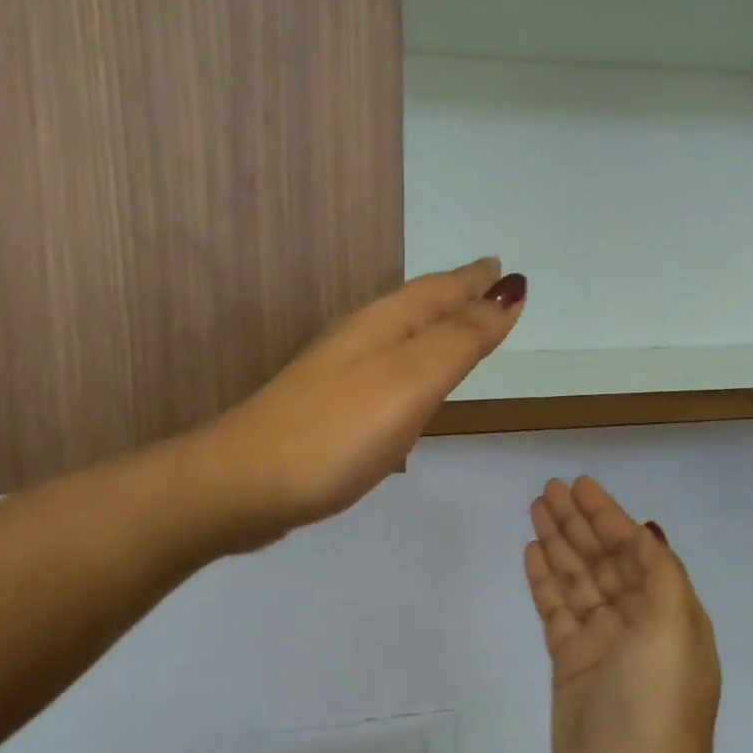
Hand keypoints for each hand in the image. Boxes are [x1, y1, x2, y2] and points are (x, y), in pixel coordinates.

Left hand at [205, 258, 524, 549]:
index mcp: (382, 325)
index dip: (474, 282)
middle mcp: (359, 340)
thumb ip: (460, 340)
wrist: (242, 485)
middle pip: (418, 308)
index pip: (439, 292)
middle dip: (455, 296)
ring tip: (458, 325)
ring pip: (399, 337)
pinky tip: (407, 382)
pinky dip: (410, 365)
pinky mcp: (327, 410)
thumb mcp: (410, 381)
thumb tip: (510, 292)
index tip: (502, 267)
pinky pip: (385, 371)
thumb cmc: (336, 431)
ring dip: (433, 327)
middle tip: (486, 286)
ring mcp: (338, 374)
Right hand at [524, 477, 723, 752]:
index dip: (608, 516)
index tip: (581, 487)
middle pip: (601, 560)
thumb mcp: (674, 627)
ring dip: (558, 545)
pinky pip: (555, 611)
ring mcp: (601, 645)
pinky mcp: (571, 666)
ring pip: (576, 581)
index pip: (634, 550)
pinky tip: (532, 554)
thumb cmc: (658, 702)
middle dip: (577, 524)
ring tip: (535, 510)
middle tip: (548, 490)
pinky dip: (545, 582)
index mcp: (668, 612)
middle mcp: (636, 623)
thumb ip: (660, 573)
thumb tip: (646, 532)